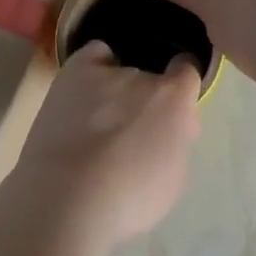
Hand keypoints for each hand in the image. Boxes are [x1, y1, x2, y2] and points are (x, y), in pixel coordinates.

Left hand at [7, 42, 200, 247]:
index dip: (181, 87)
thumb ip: (176, 142)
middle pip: (150, 78)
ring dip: (115, 91)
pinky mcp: (74, 72)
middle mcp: (143, 77)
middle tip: (129, 133)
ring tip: (95, 122)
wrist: (68, 199)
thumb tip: (172, 127)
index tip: (172, 109)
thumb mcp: (173, 178)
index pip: (187, 70)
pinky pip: (93, 55)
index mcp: (174, 100)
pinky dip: (93, 66)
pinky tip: (85, 90)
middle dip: (145, 100)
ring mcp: (106, 72)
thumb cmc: (128, 201)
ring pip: (119, 71)